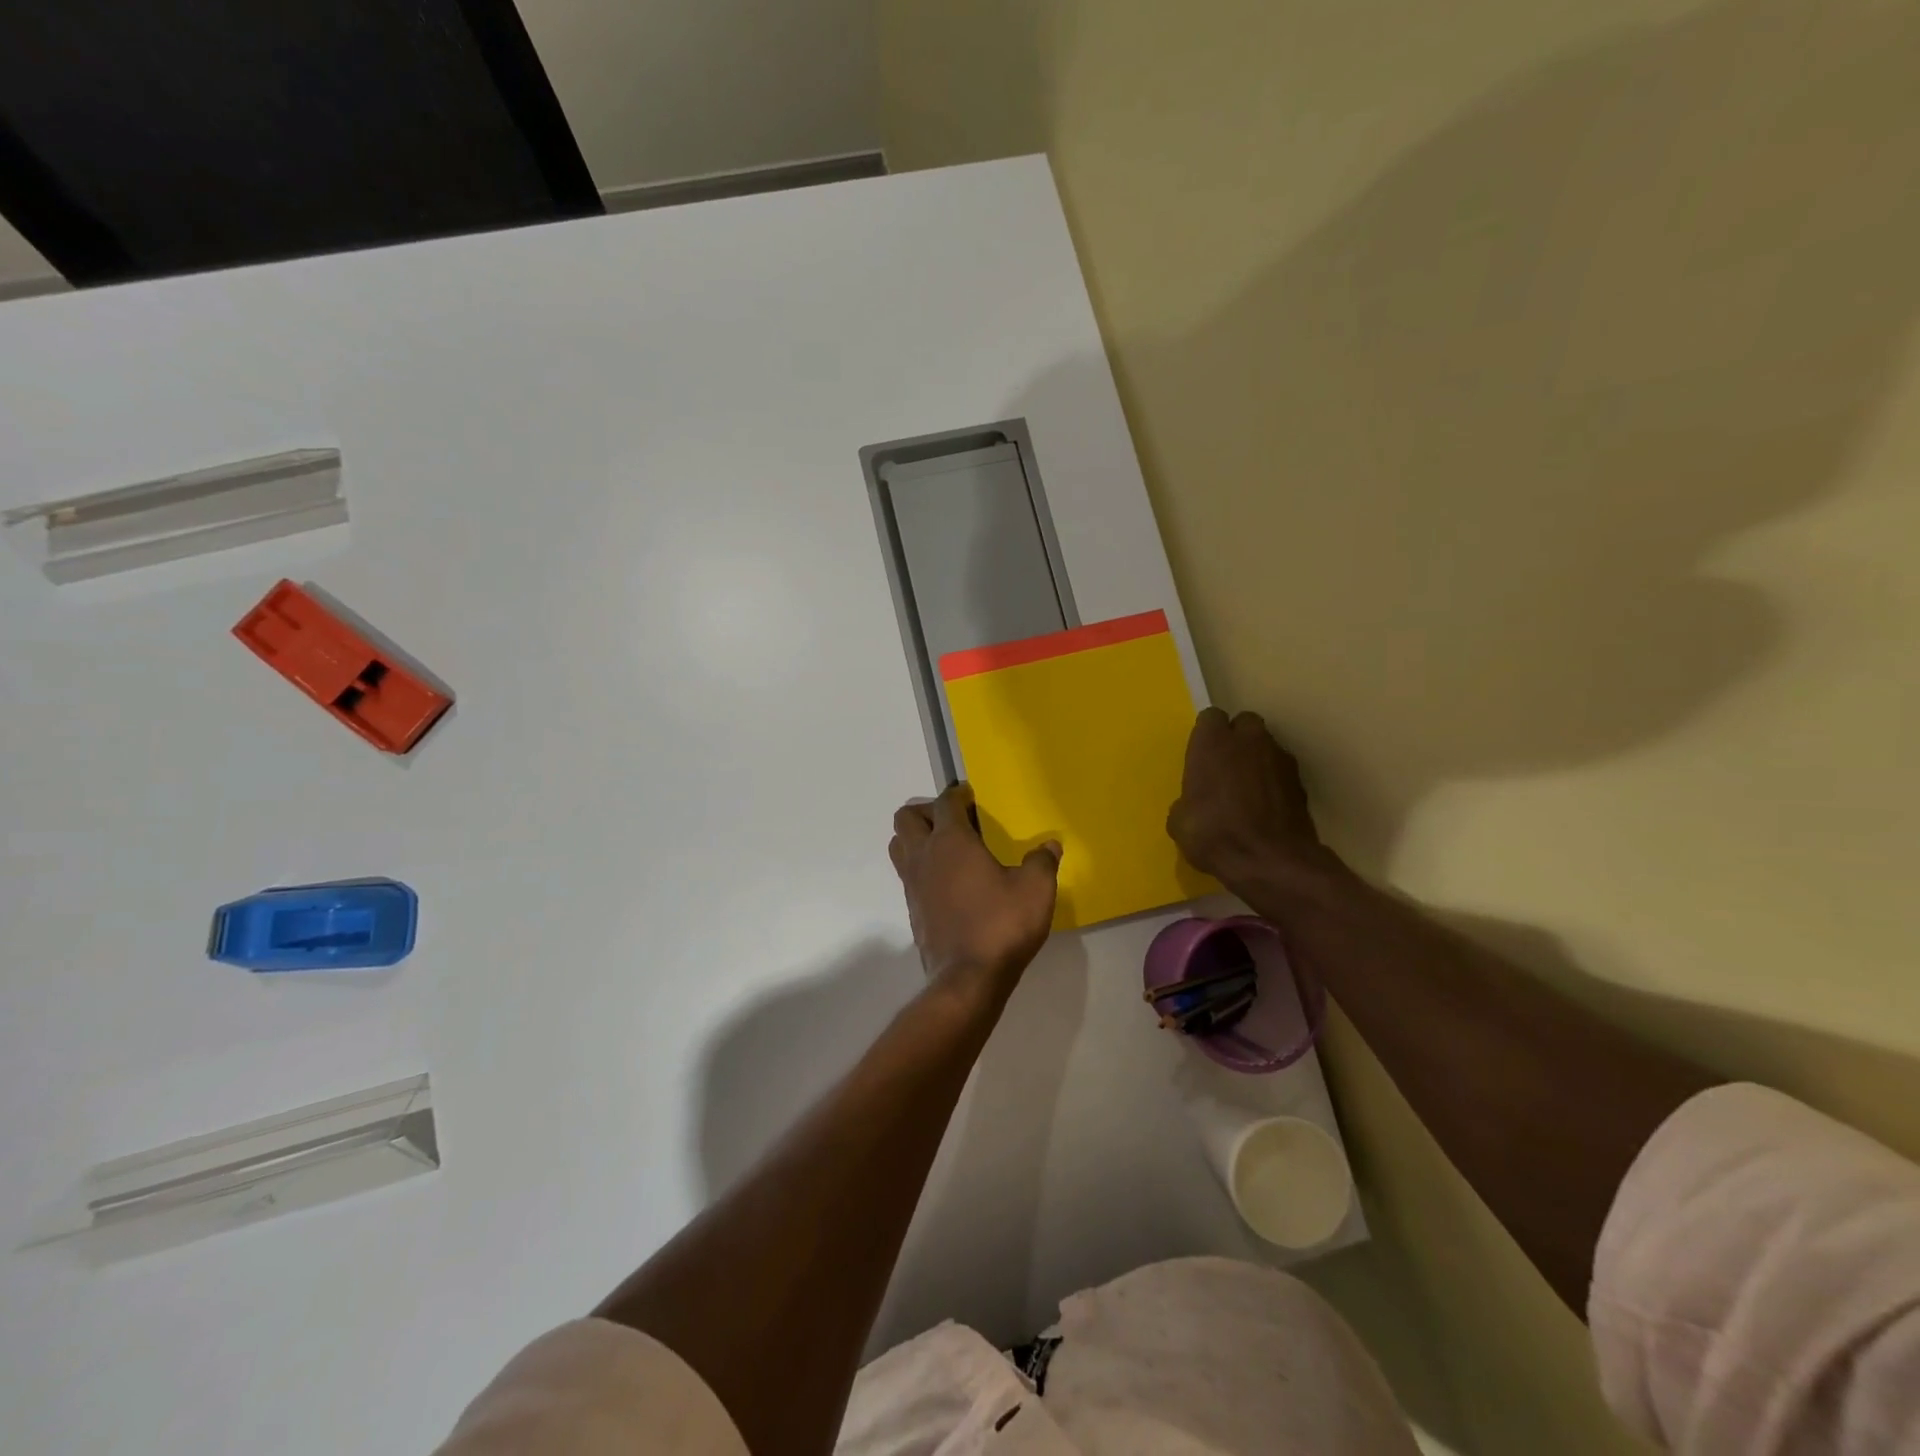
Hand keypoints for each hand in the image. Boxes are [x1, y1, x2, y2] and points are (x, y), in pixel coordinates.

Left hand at [889, 782, 1060, 990]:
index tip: (972, 795)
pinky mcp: (912, 909)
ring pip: (899, 845)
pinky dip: (921, 867)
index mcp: (951, 841)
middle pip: (907, 817)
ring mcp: (912, 884)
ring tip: (946, 848)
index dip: (958, 794)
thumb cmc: (1002, 924)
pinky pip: (907, 874)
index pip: (945, 802)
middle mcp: (924, 856)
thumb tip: (1050, 845)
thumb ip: (1042, 861)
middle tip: (955, 821)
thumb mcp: (1035, 889)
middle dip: (927, 811)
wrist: (968, 979)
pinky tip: (948, 882)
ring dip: (916, 838)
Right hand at [1167, 708, 1341, 891]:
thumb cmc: (1214, 834)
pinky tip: (1265, 807)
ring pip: (1267, 746)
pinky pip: (1281, 771)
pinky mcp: (1301, 782)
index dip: (1206, 735)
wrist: (1271, 861)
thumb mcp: (1180, 822)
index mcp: (1213, 742)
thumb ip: (1187, 800)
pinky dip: (1273, 782)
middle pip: (1244, 723)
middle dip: (1237, 739)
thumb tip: (1192, 804)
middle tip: (1225, 766)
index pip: (1210, 718)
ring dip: (1257, 759)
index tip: (1201, 756)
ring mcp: (1280, 758)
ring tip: (1247, 790)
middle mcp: (1249, 740)